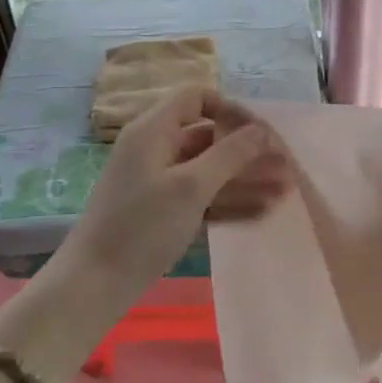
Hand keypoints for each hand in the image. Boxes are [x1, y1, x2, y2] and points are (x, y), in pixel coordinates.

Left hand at [60, 88, 288, 295]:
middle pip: (208, 136)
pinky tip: (263, 210)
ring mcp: (158, 181)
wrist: (95, 284)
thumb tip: (262, 129)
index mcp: (153, 130)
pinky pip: (202, 195)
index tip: (261, 132)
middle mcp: (155, 149)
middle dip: (248, 150)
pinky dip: (229, 200)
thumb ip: (230, 154)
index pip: (197, 98)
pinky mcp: (162, 211)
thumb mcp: (191, 186)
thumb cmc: (142, 226)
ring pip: (209, 170)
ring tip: (286, 188)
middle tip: (286, 164)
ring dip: (246, 178)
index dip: (231, 109)